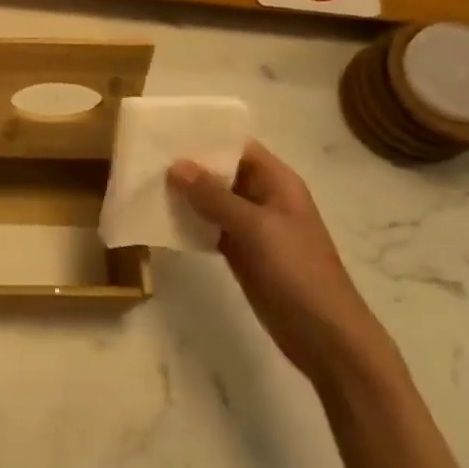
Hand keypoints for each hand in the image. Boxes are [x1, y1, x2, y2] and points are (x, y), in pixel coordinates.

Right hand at [169, 141, 394, 388]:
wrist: (324, 336)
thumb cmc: (297, 272)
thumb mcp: (256, 228)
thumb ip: (215, 196)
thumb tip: (176, 165)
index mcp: (277, 182)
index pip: (237, 146)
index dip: (205, 136)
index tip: (166, 131)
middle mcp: (263, 197)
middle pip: (221, 171)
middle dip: (188, 164)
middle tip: (145, 156)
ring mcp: (251, 226)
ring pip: (212, 199)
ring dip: (184, 193)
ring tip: (144, 182)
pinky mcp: (240, 252)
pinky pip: (209, 227)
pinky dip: (188, 222)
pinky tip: (159, 218)